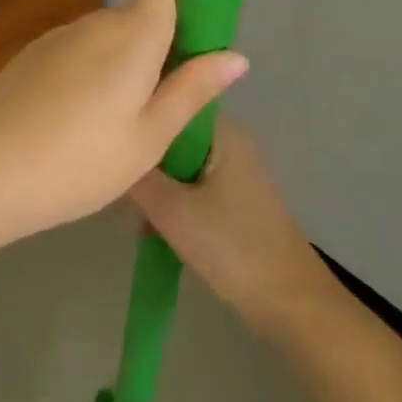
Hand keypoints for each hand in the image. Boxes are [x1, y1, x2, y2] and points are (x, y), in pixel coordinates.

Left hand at [0, 0, 247, 249]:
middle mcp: (93, 23)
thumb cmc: (77, 161)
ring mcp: (56, 39)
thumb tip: (237, 55)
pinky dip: (92, 75)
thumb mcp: (148, 137)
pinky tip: (79, 125)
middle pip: (139, 13)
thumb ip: (192, 90)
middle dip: (161, 43)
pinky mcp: (29, 58)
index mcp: (131, 33)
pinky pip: (77, 53)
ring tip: (122, 124)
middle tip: (168, 101)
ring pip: (106, 37)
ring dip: (124, 63)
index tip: (201, 34)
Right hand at [130, 118, 336, 334]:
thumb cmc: (230, 246)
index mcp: (220, 131)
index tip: (112, 139)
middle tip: (121, 190)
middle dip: (144, 161)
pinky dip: (172, 203)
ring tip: (136, 218)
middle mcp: (229, 141)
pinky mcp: (234, 198)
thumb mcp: (171, 210)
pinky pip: (190, 186)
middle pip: (171, 136)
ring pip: (177, 165)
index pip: (171, 101)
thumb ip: (137, 176)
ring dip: (156, 188)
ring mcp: (234, 170)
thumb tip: (112, 147)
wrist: (289, 301)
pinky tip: (153, 229)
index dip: (140, 117)